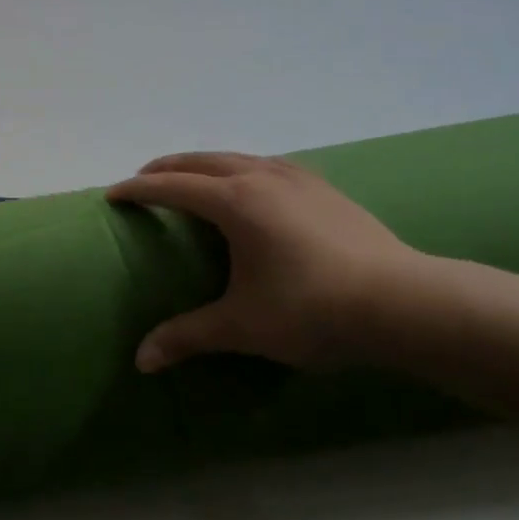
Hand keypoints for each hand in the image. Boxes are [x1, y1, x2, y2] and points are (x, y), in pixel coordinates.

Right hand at [107, 152, 428, 372]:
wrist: (404, 303)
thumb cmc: (313, 310)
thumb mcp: (242, 326)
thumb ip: (188, 336)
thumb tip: (141, 361)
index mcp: (235, 202)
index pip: (172, 187)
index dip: (139, 189)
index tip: (113, 193)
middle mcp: (262, 178)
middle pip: (202, 161)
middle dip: (167, 167)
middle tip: (143, 179)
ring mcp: (298, 179)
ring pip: (238, 157)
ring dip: (206, 164)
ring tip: (192, 179)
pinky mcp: (325, 189)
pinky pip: (268, 166)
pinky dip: (242, 169)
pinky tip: (253, 187)